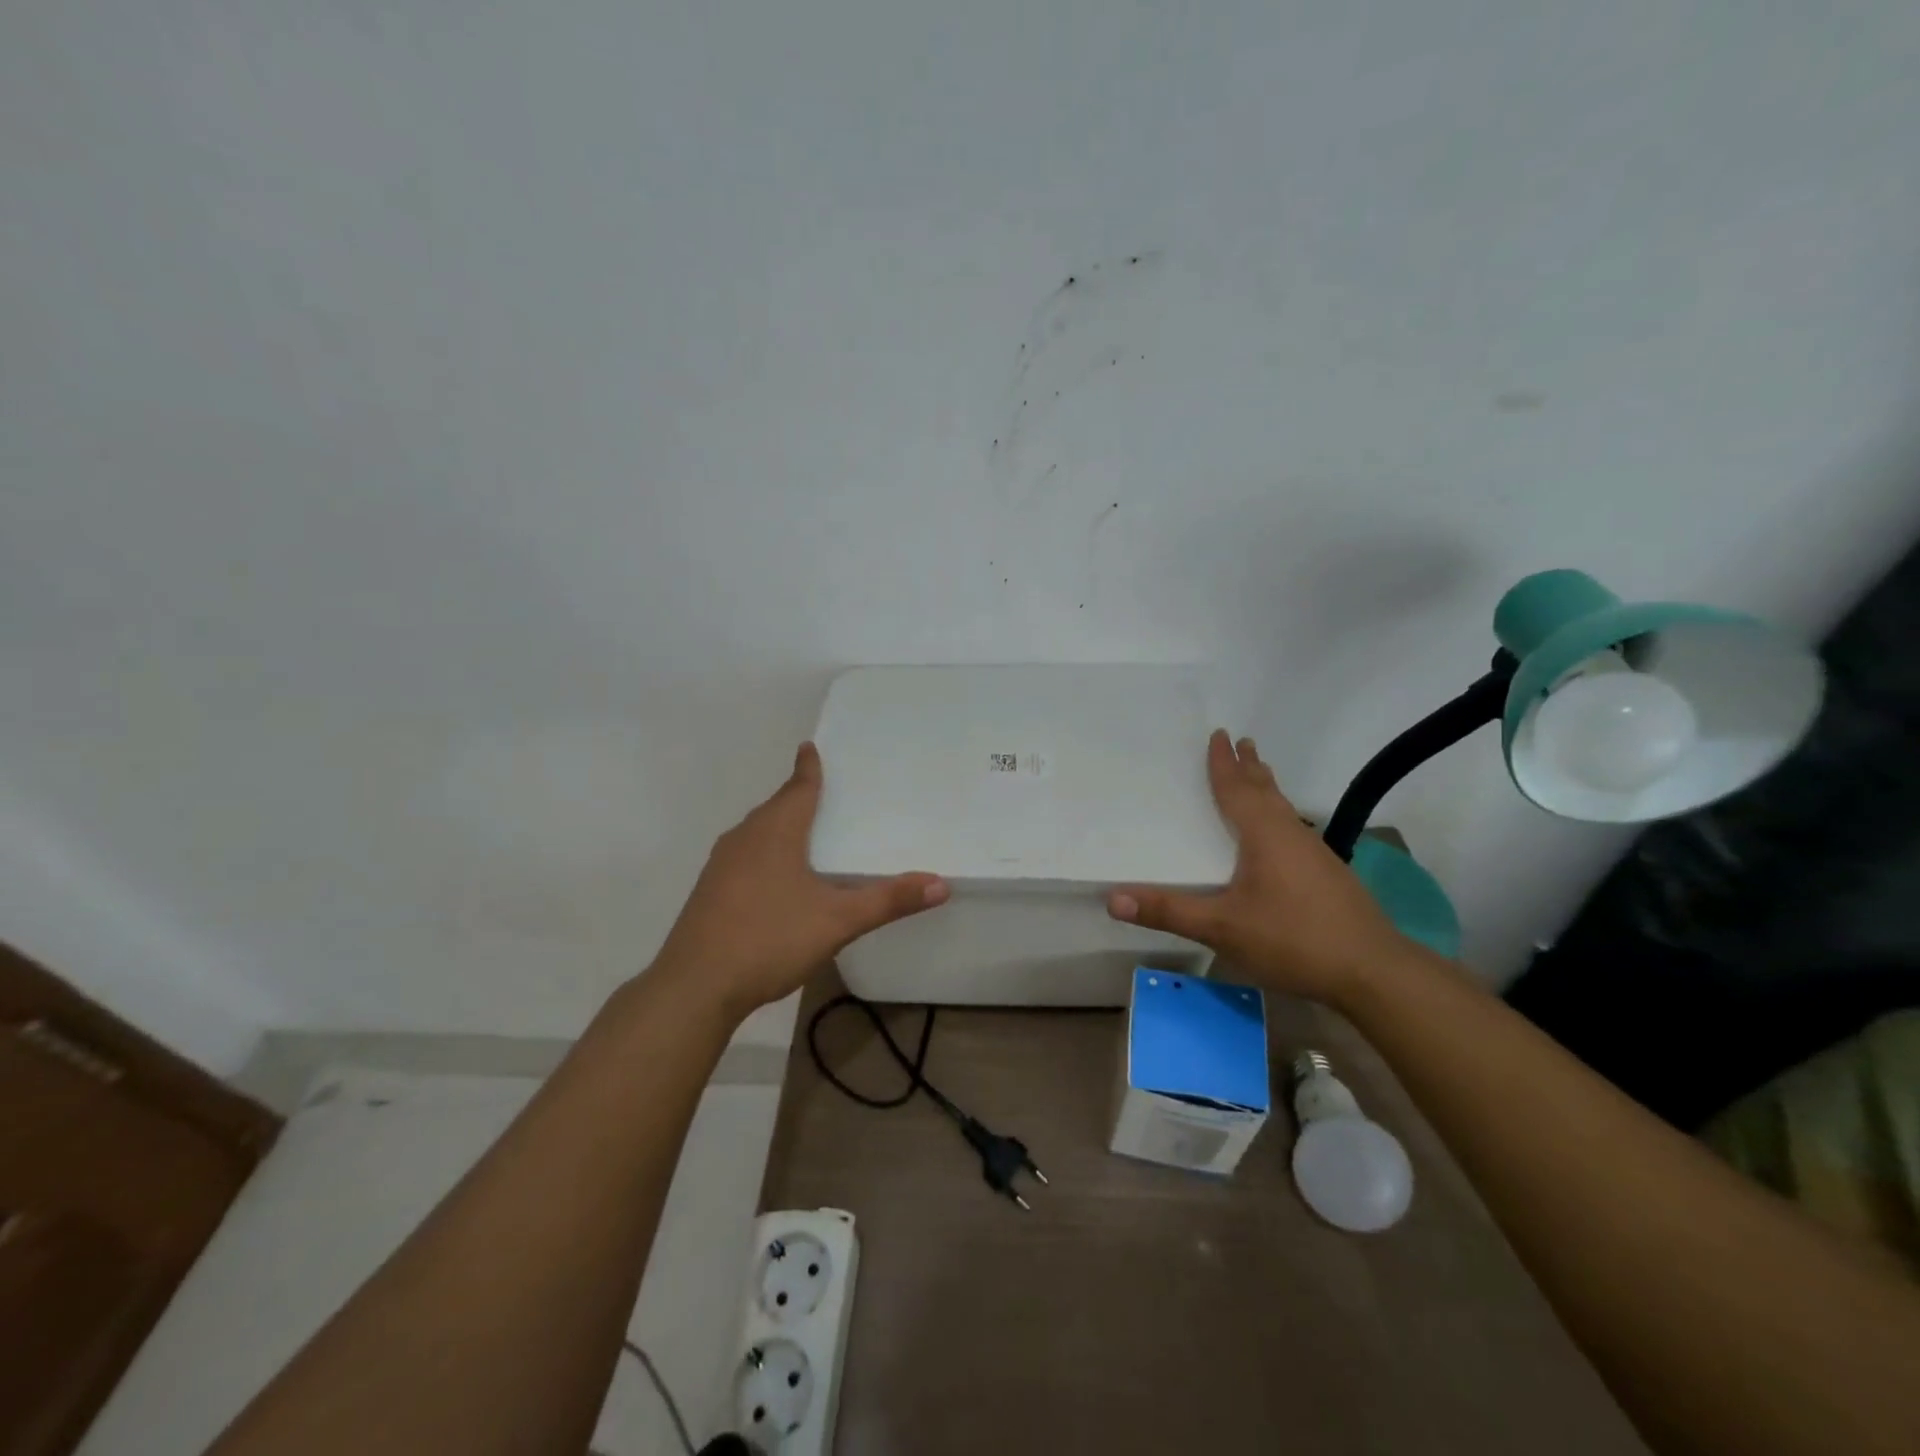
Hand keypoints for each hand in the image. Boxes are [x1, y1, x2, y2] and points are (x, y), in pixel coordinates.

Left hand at [652, 743, 949, 1020]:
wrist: (695, 987)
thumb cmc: (769, 939)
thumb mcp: (838, 921)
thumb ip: (889, 901)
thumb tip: (941, 883)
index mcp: (775, 832)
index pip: (798, 788)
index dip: (808, 768)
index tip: (810, 746)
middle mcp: (745, 838)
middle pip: (776, 807)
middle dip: (797, 796)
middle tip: (822, 790)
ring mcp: (721, 865)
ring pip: (757, 832)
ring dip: (779, 825)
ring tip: (803, 829)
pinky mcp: (709, 891)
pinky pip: (744, 856)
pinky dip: (764, 852)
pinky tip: (776, 876)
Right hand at [1108, 729, 1410, 1004]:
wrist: (1373, 971)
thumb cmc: (1293, 939)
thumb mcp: (1222, 927)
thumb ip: (1168, 911)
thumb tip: (1111, 898)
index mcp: (1264, 834)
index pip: (1237, 788)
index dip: (1224, 763)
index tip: (1219, 734)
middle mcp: (1291, 834)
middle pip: (1266, 791)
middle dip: (1250, 766)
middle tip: (1242, 741)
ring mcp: (1315, 854)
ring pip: (1284, 809)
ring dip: (1267, 788)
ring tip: (1259, 775)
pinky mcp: (1328, 876)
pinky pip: (1293, 829)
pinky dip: (1278, 815)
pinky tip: (1280, 836)